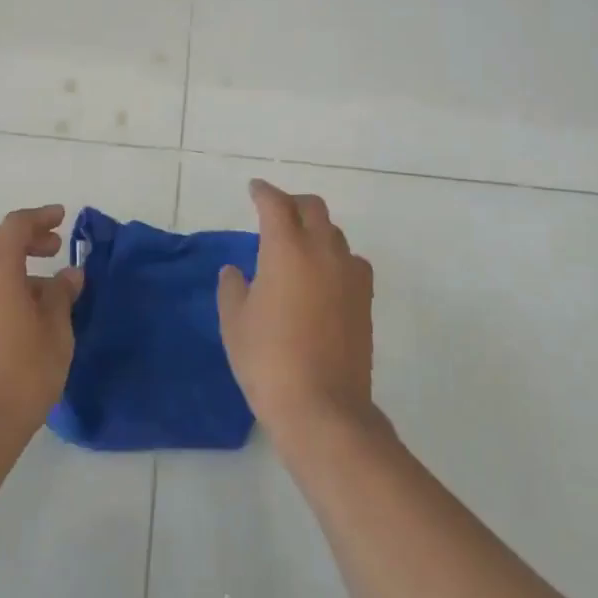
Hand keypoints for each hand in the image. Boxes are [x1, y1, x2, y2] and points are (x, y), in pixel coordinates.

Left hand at [0, 205, 85, 455]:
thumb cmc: (22, 374)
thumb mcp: (56, 331)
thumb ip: (62, 295)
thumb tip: (69, 274)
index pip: (16, 225)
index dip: (40, 217)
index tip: (63, 218)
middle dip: (22, 237)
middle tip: (52, 250)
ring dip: (9, 263)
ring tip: (43, 290)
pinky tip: (20, 313)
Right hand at [217, 180, 377, 443]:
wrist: (323, 408)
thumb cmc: (268, 360)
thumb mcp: (235, 323)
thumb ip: (233, 289)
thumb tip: (235, 272)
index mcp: (287, 248)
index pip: (276, 203)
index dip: (263, 192)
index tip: (254, 189)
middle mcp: (322, 250)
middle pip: (312, 208)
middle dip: (293, 203)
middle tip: (275, 213)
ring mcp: (349, 274)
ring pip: (334, 233)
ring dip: (316, 229)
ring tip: (299, 247)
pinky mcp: (365, 299)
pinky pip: (351, 261)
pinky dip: (335, 257)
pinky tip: (324, 277)